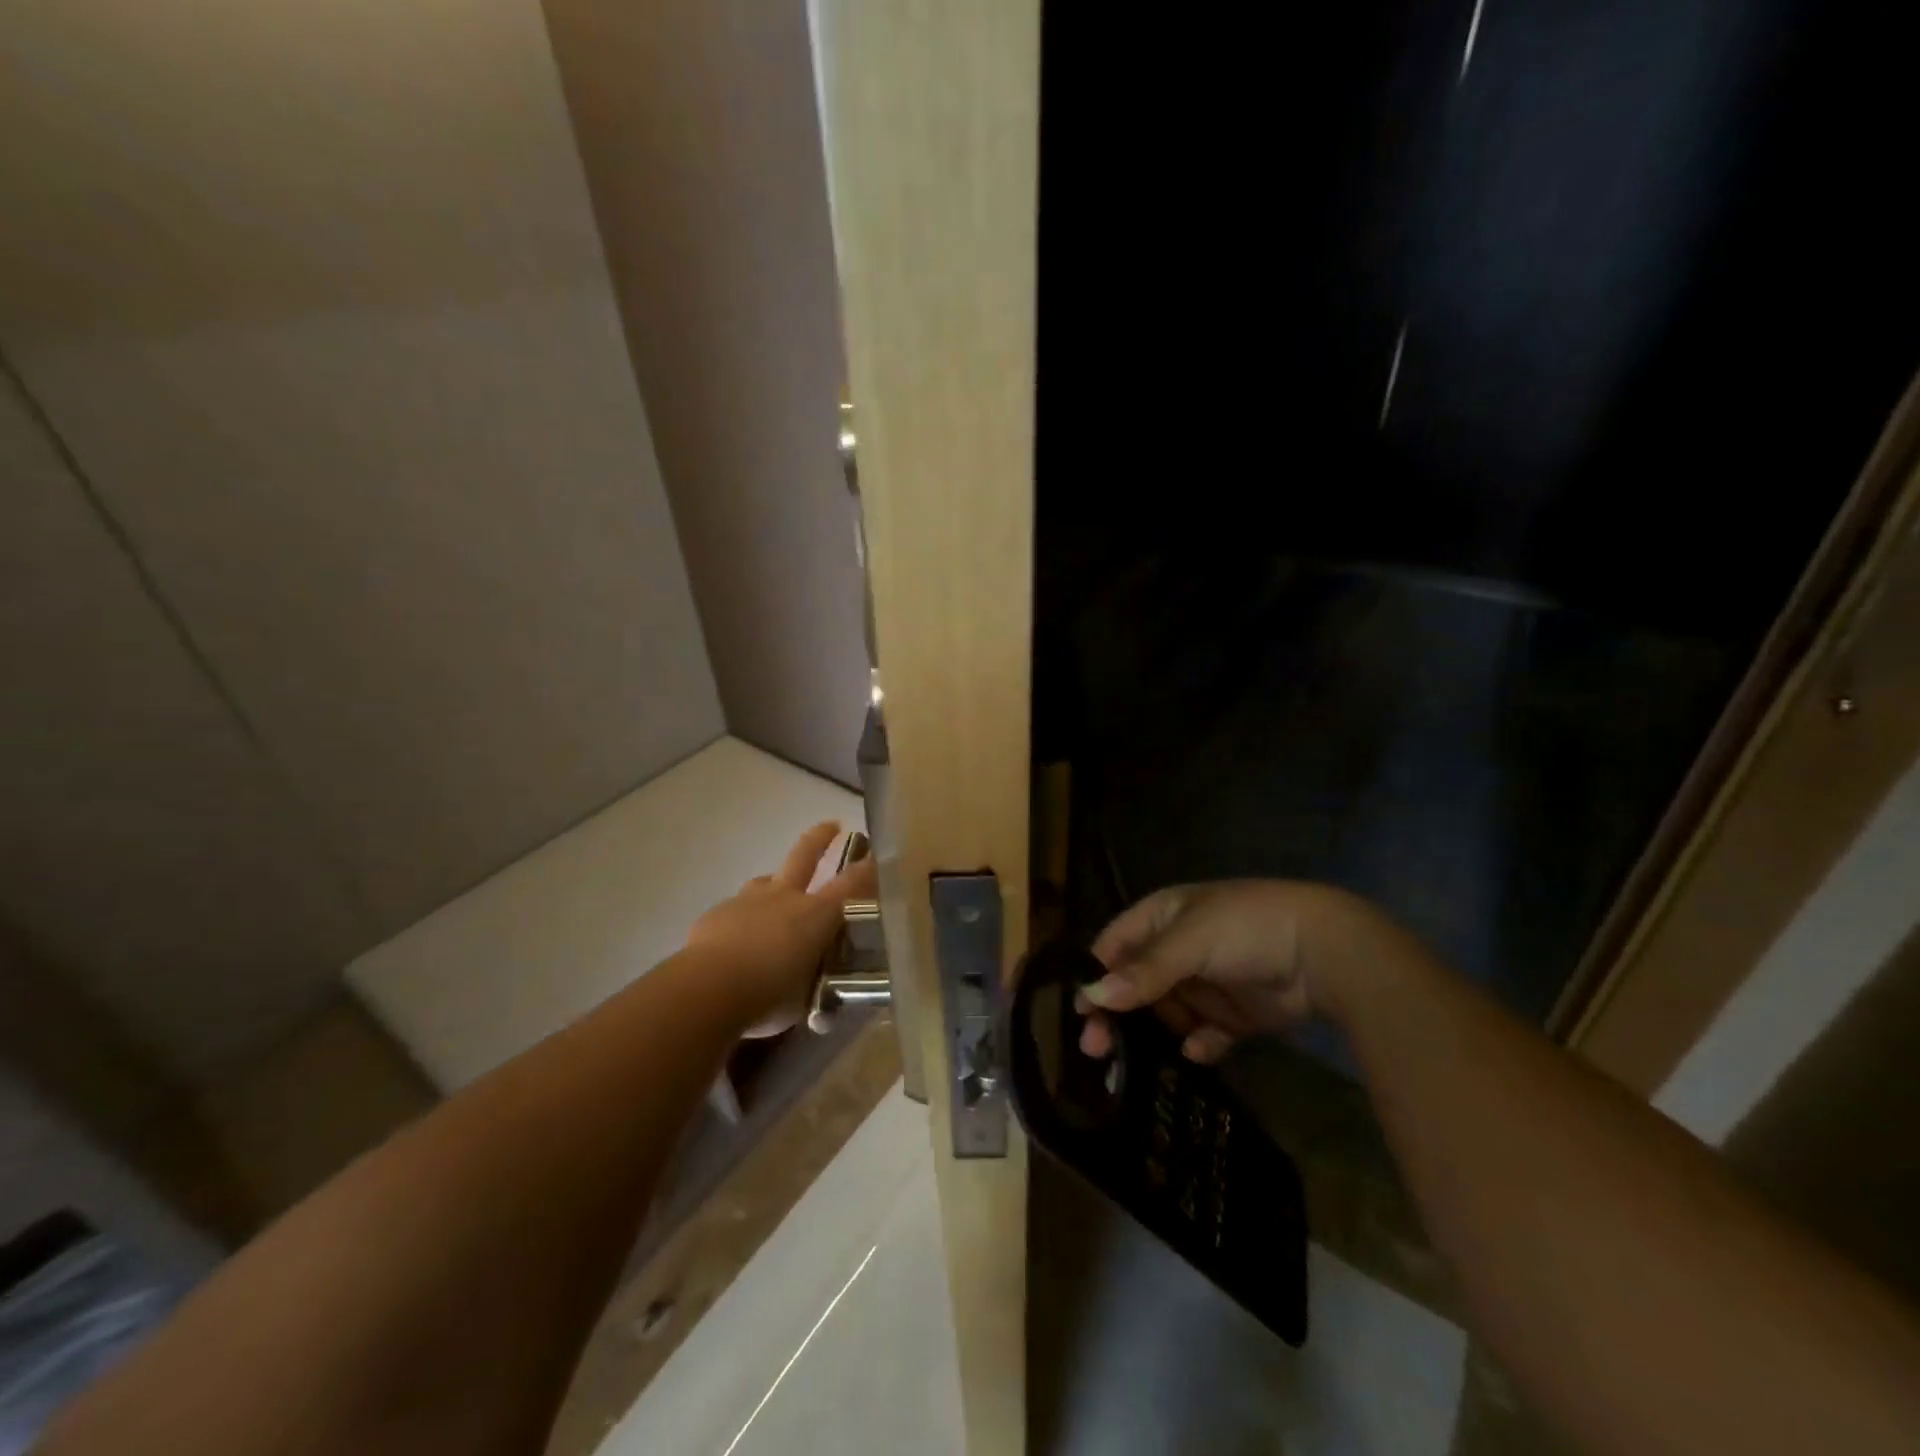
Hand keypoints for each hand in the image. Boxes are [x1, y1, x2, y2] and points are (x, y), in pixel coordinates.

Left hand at [687, 822, 877, 1037]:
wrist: (708, 989)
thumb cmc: (769, 996)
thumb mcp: (806, 996)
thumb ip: (815, 980)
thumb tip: (820, 981)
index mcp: (815, 915)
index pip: (851, 885)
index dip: (868, 868)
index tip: (879, 853)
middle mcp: (784, 897)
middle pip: (805, 856)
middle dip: (821, 838)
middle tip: (832, 825)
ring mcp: (748, 901)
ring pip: (766, 880)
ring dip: (775, 882)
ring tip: (777, 894)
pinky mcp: (717, 914)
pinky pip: (736, 910)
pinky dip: (743, 919)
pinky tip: (738, 940)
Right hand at [1077, 880, 1395, 1063]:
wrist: (1327, 951)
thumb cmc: (1247, 929)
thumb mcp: (1190, 941)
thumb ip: (1144, 971)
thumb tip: (1092, 995)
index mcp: (1162, 917)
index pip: (1115, 946)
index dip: (1095, 975)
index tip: (1081, 1013)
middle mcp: (1179, 949)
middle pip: (1135, 985)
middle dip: (1117, 1015)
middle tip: (1097, 1051)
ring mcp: (1209, 982)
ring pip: (1167, 1013)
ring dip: (1154, 1035)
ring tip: (1137, 1065)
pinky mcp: (1236, 1014)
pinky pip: (1206, 1033)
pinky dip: (1200, 1043)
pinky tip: (1199, 1050)